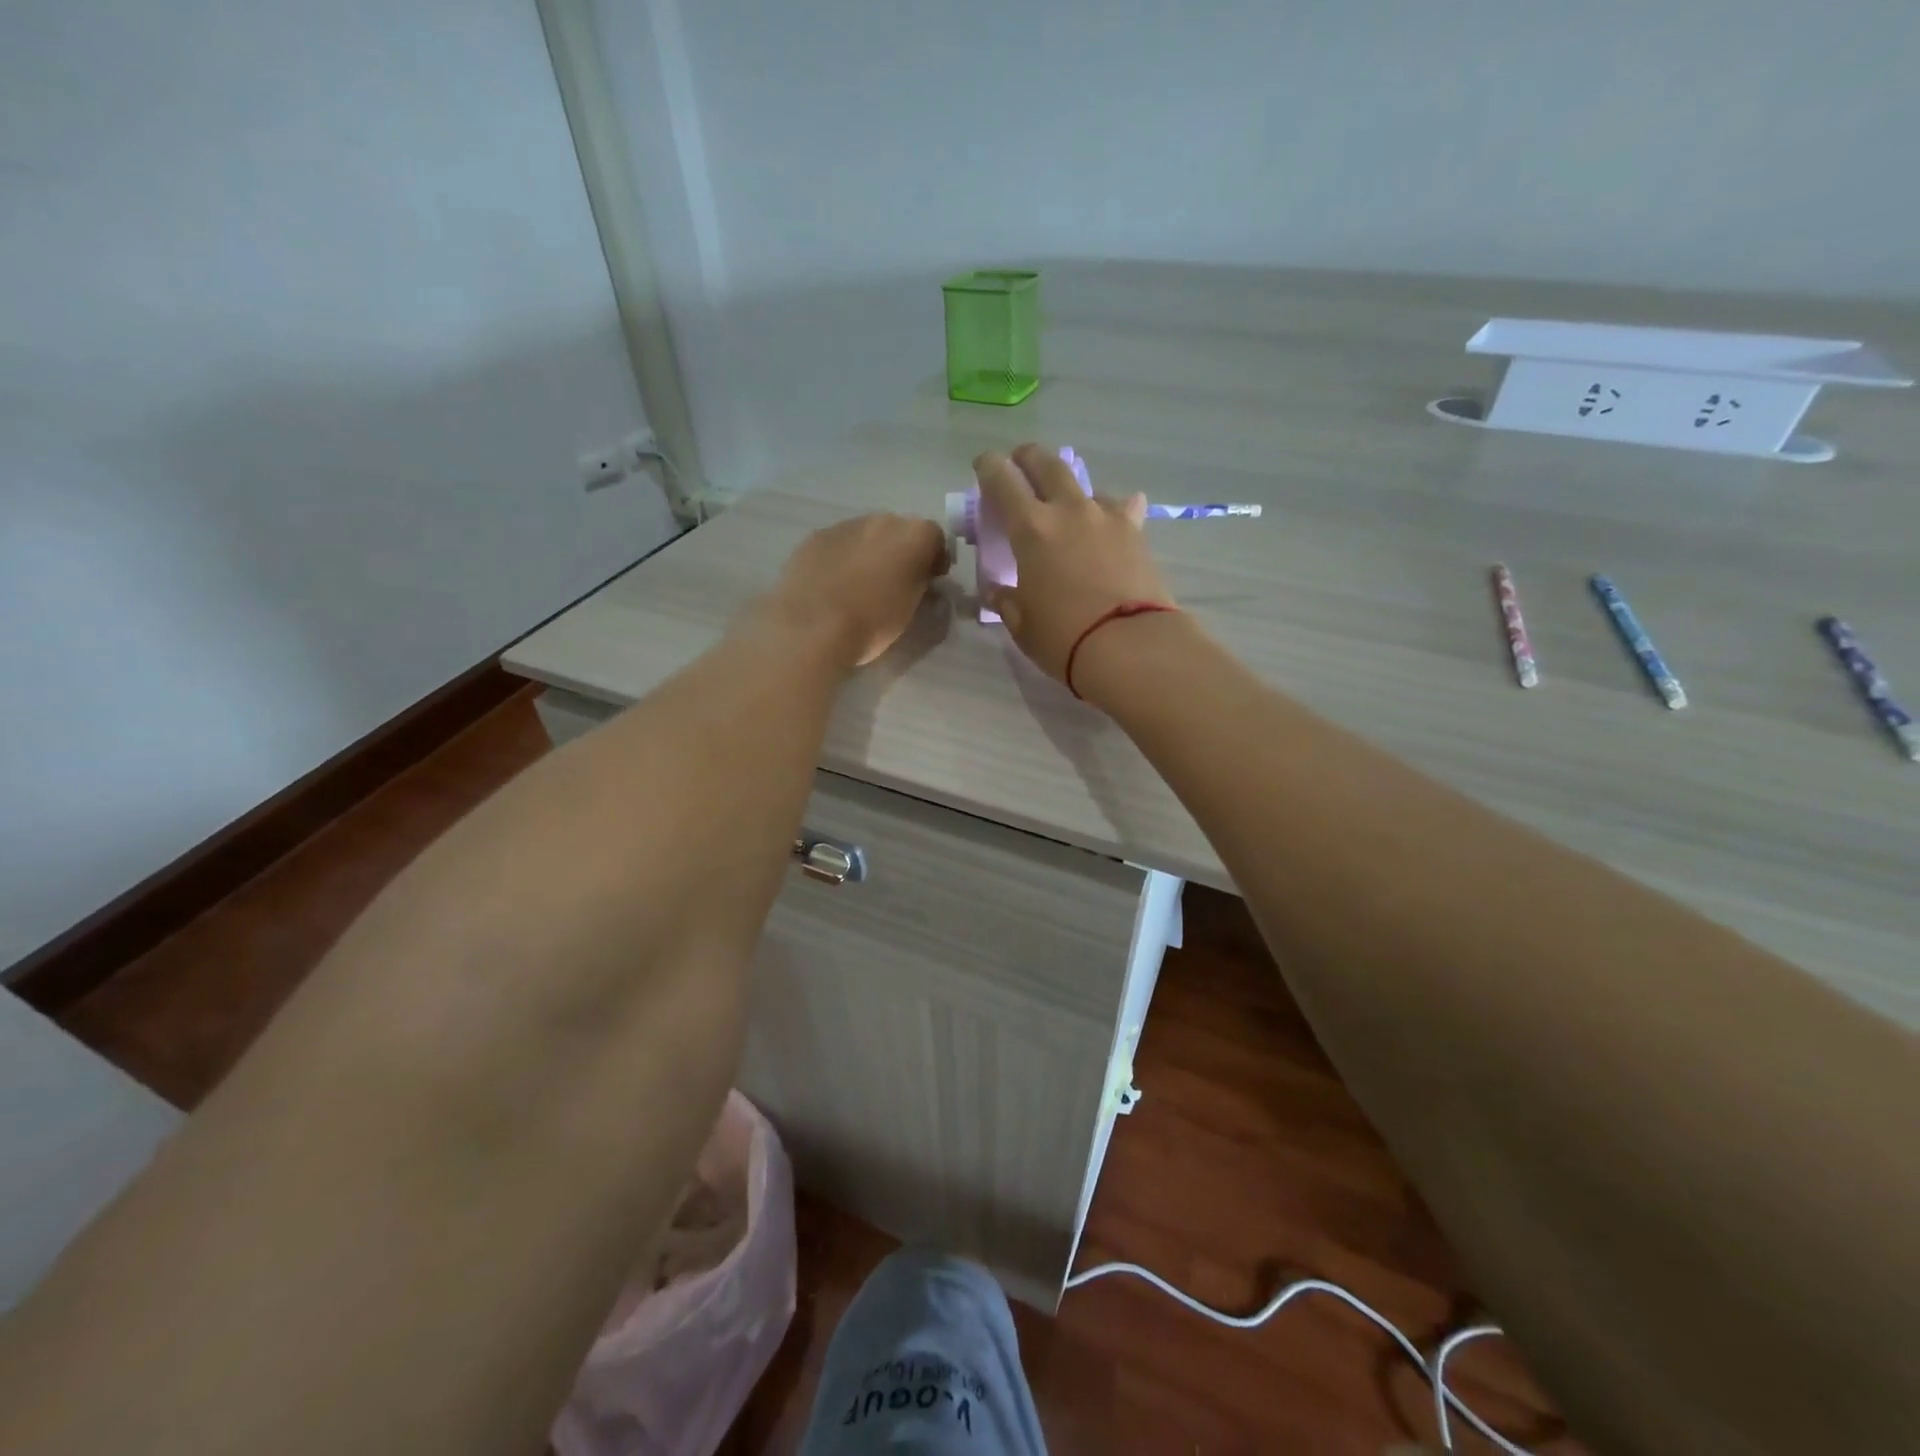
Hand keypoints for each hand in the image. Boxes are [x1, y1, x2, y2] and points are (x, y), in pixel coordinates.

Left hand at [761, 512, 948, 667]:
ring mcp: (845, 525)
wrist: (812, 627)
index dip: (934, 559)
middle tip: (893, 582)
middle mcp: (882, 520)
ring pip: (865, 534)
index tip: (929, 582)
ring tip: (858, 585)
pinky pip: (837, 543)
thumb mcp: (912, 609)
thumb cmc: (872, 623)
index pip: (936, 538)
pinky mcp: (815, 537)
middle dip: (900, 551)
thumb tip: (920, 580)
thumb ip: (920, 585)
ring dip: (868, 552)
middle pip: (899, 530)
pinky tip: (832, 584)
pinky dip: (840, 558)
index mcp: (914, 536)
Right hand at [976, 444, 1176, 682]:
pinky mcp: (1136, 532)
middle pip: (1046, 464)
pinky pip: (1122, 508)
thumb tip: (997, 592)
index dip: (989, 467)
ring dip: (1072, 490)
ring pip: (1085, 485)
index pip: (1002, 481)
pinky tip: (1113, 522)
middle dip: (1029, 458)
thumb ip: (1007, 601)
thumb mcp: (1023, 624)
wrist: (1129, 644)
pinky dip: (1113, 511)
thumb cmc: (1063, 637)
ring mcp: (1106, 517)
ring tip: (1069, 507)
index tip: (983, 464)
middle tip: (1021, 463)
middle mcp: (1068, 510)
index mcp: (1030, 528)